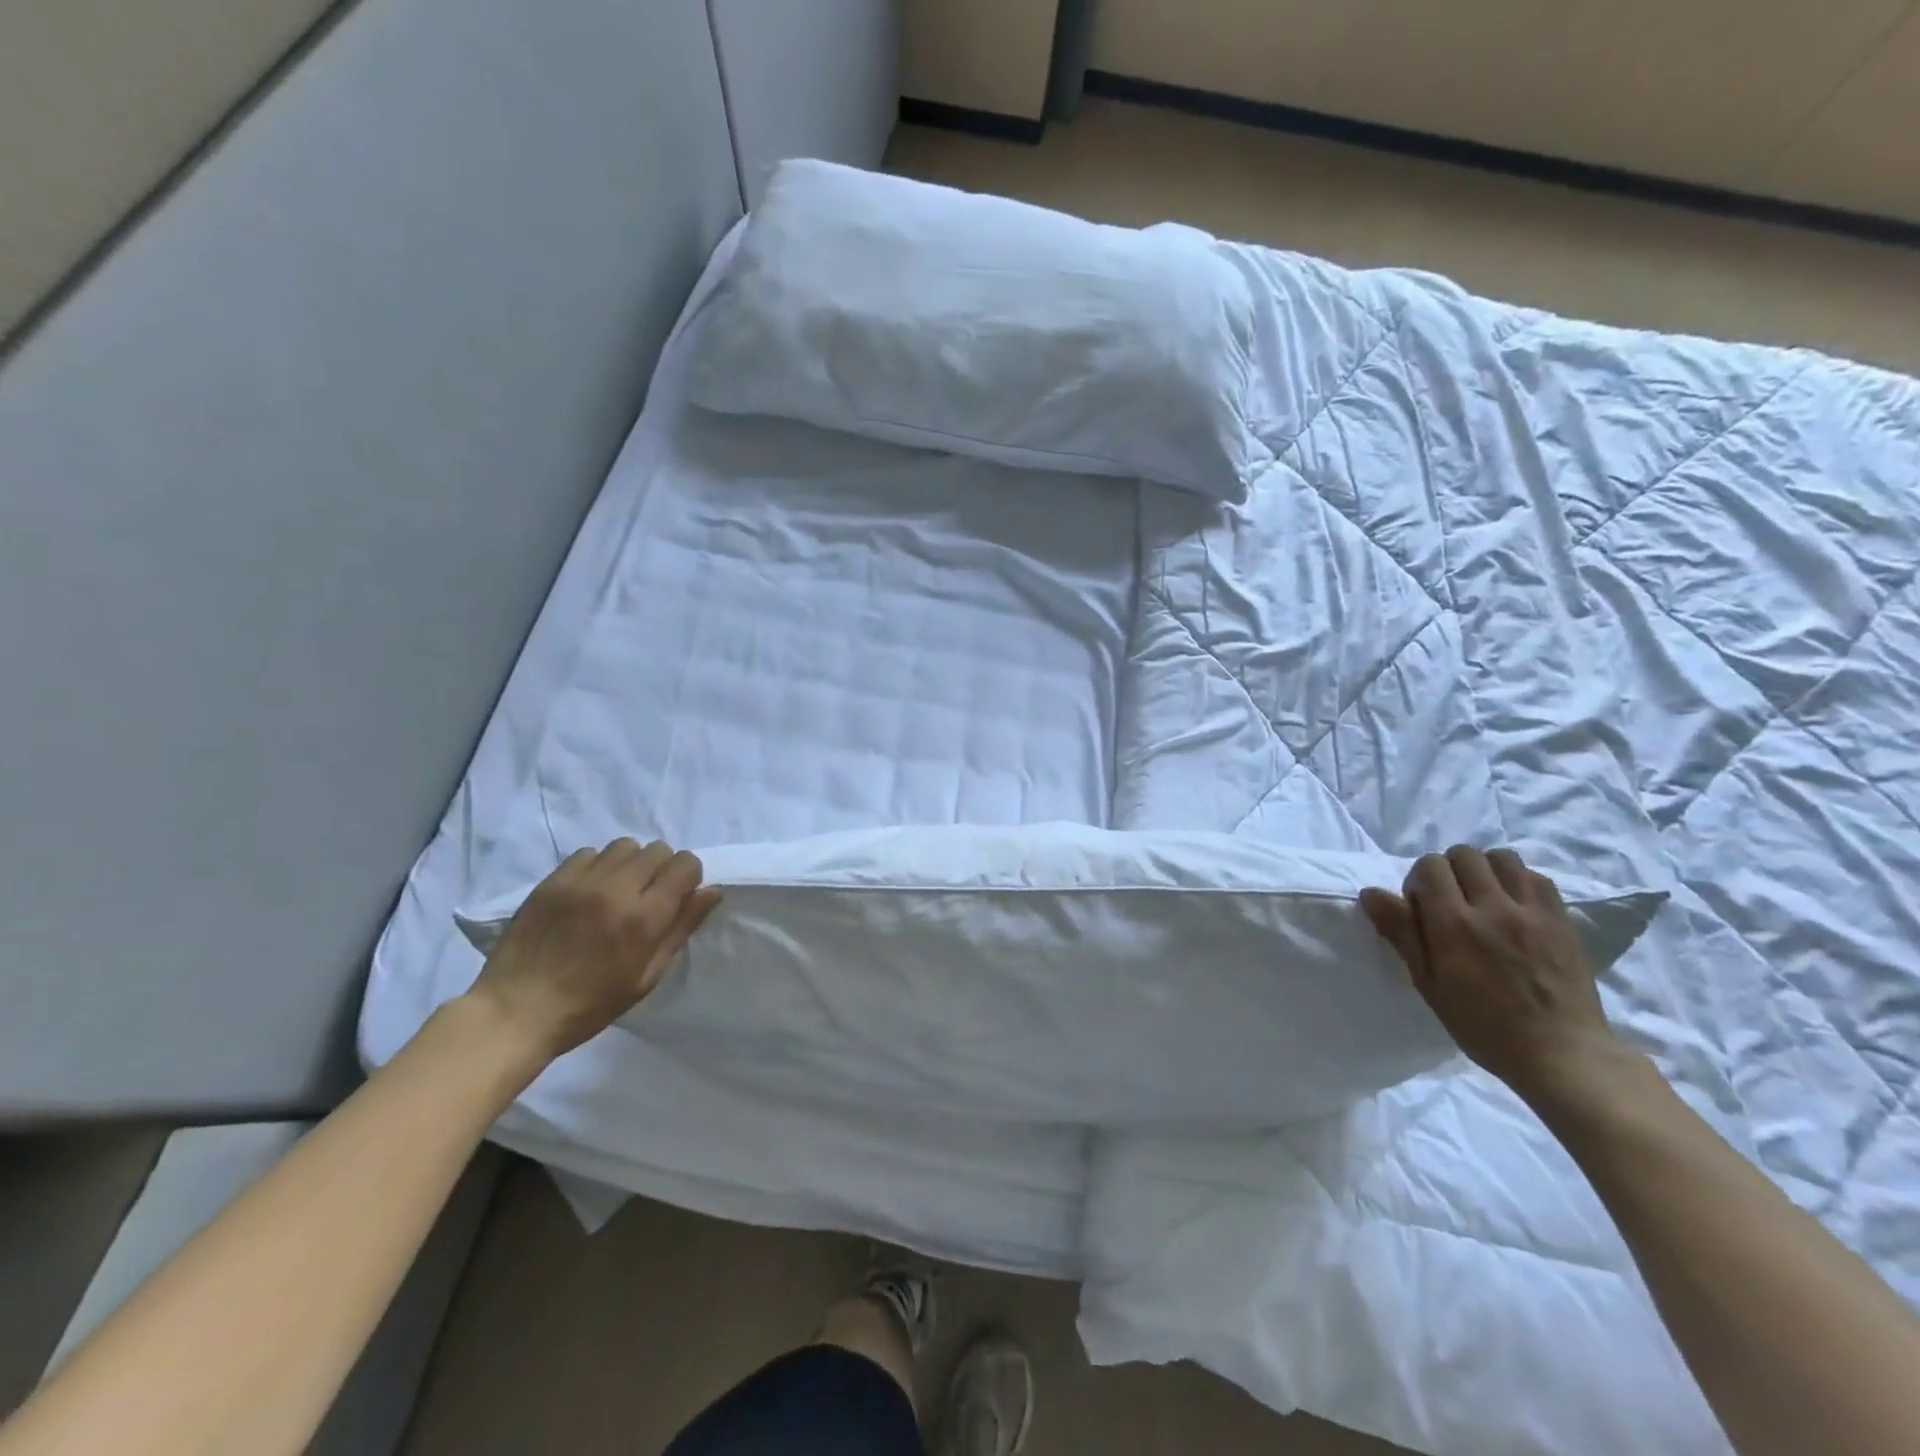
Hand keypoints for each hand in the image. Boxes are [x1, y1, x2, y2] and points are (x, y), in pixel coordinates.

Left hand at [463, 838, 720, 1067]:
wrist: (517, 1011)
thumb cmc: (591, 1004)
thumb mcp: (647, 976)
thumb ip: (681, 928)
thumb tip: (711, 891)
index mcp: (646, 917)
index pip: (686, 865)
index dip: (689, 877)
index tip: (678, 896)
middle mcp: (618, 889)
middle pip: (658, 850)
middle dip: (662, 869)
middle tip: (648, 896)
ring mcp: (582, 881)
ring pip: (626, 846)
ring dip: (631, 863)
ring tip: (618, 890)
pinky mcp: (553, 880)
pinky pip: (590, 852)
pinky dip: (599, 865)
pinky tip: (590, 891)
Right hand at [1360, 845, 1616, 1105]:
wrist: (1560, 1053)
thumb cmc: (1482, 1024)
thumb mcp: (1428, 983)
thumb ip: (1401, 932)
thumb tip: (1371, 893)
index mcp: (1454, 924)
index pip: (1430, 866)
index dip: (1419, 880)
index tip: (1422, 907)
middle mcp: (1493, 907)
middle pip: (1464, 854)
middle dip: (1449, 870)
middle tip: (1450, 900)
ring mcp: (1532, 911)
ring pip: (1502, 857)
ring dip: (1484, 869)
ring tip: (1483, 897)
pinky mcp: (1561, 920)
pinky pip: (1536, 877)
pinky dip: (1518, 881)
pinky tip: (1514, 906)